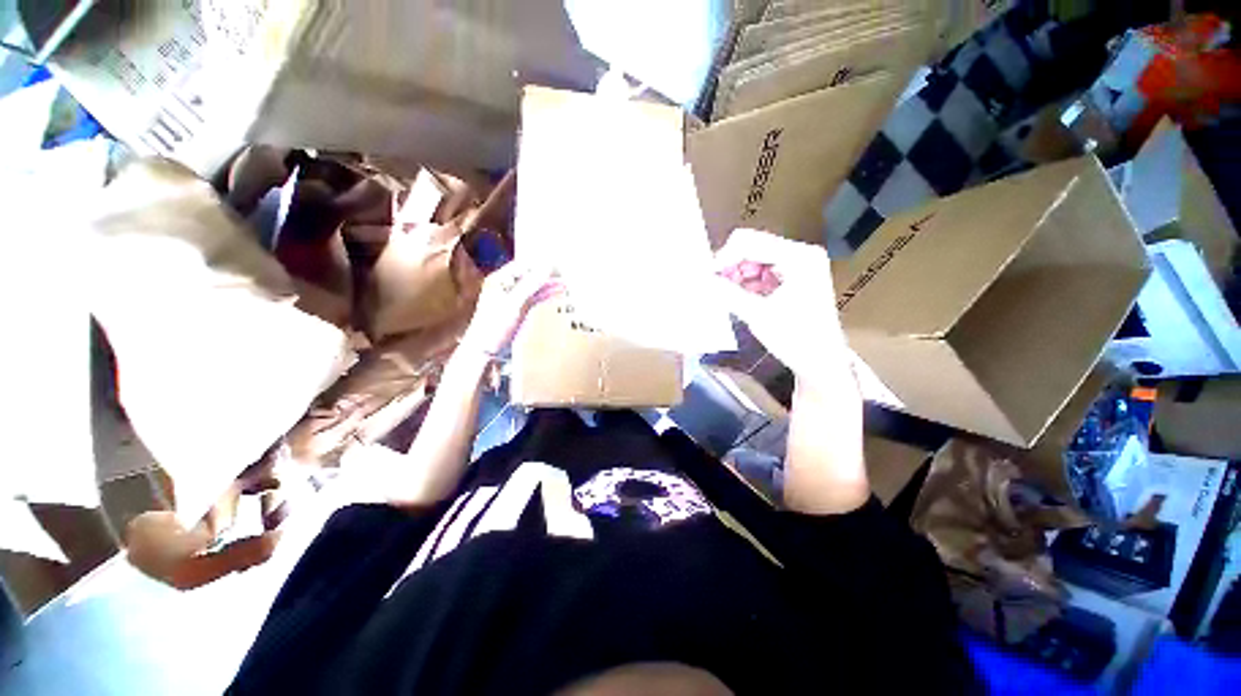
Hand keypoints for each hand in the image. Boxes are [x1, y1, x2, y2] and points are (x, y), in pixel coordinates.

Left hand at [460, 260, 556, 355]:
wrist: (485, 349)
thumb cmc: (493, 325)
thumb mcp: (513, 303)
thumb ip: (530, 284)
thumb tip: (546, 268)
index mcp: (500, 279)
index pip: (523, 264)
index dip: (540, 263)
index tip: (557, 264)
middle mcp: (507, 285)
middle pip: (530, 274)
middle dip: (547, 273)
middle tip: (565, 273)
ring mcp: (514, 297)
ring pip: (535, 286)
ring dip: (549, 284)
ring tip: (566, 283)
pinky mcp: (520, 309)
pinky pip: (536, 297)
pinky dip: (547, 295)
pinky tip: (558, 293)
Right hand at [713, 229, 849, 385]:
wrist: (821, 362)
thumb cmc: (795, 339)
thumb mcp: (757, 315)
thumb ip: (728, 293)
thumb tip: (703, 280)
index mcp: (798, 257)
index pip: (750, 242)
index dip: (724, 258)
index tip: (706, 277)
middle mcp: (801, 253)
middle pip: (753, 246)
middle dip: (731, 266)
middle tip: (715, 287)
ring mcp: (799, 264)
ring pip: (755, 258)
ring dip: (738, 275)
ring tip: (728, 295)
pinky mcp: (795, 275)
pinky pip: (763, 269)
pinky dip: (748, 281)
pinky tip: (741, 297)